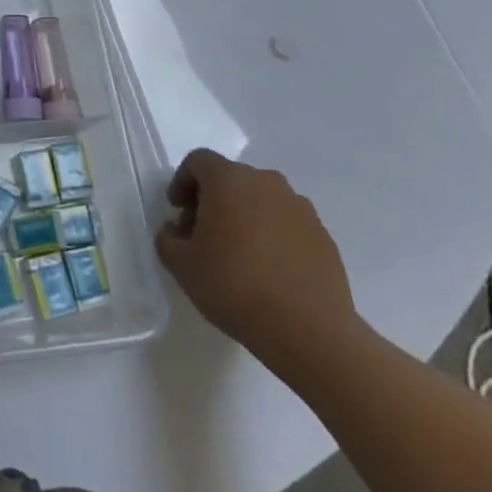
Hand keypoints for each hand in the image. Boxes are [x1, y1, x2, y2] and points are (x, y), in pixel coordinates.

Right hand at [156, 149, 356, 367]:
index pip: (198, 161)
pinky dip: (273, 235)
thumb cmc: (235, 286)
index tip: (177, 211)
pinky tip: (269, 270)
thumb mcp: (182, 265)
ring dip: (245, 216)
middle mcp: (266, 182)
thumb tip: (175, 230)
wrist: (309, 329)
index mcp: (228, 180)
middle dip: (212, 200)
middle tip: (203, 234)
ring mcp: (299, 207)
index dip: (182, 181)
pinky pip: (287, 223)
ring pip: (261, 200)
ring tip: (238, 254)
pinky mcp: (323, 235)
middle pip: (231, 178)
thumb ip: (168, 239)